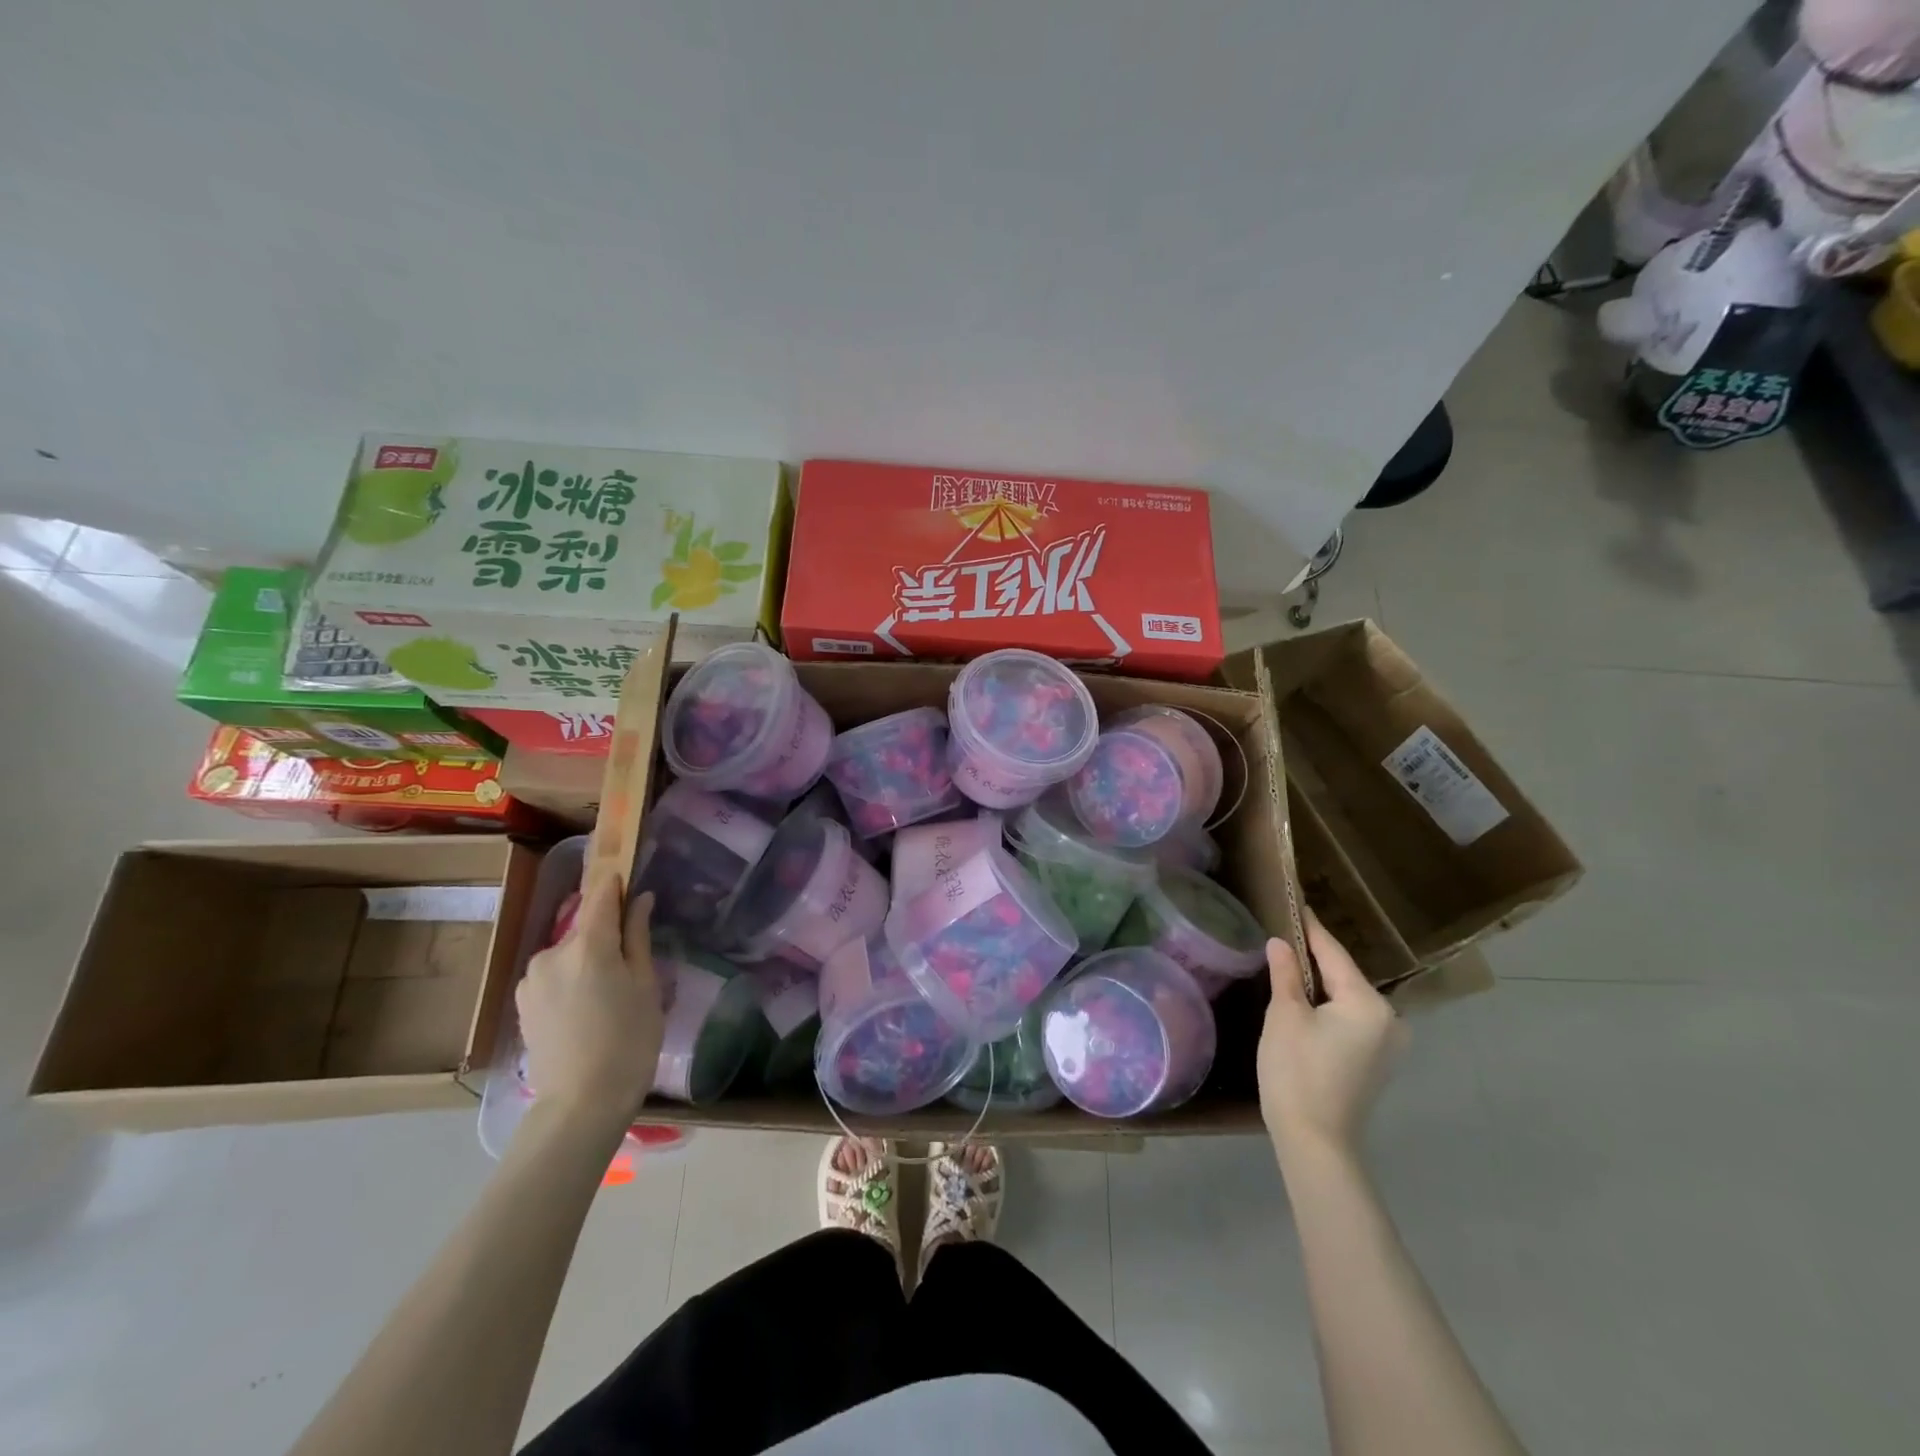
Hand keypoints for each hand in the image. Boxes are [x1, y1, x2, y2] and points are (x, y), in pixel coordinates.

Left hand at [516, 874, 661, 1125]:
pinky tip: (588, 1010)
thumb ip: (639, 936)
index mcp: (588, 944)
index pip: (602, 894)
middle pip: (586, 928)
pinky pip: (555, 975)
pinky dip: (572, 980)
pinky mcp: (523, 1002)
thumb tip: (639, 898)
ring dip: (588, 960)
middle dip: (608, 935)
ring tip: (611, 995)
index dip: (616, 883)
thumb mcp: (646, 986)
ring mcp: (532, 978)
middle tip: (633, 964)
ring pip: (570, 953)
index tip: (632, 878)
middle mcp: (552, 953)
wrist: (580, 1104)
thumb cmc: (629, 1041)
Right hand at [1259, 908, 1407, 1162]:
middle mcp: (1390, 1019)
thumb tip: (1281, 942)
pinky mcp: (1378, 1062)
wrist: (1316, 1142)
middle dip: (1315, 958)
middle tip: (1284, 935)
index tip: (1295, 903)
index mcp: (1369, 1003)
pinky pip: (1353, 1019)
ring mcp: (1388, 1043)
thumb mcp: (1284, 1016)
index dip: (1310, 928)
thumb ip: (1286, 974)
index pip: (1334, 954)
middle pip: (1345, 975)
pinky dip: (1330, 1007)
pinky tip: (1306, 1003)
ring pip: (1348, 998)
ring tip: (1290, 964)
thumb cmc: (1297, 1072)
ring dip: (1322, 984)